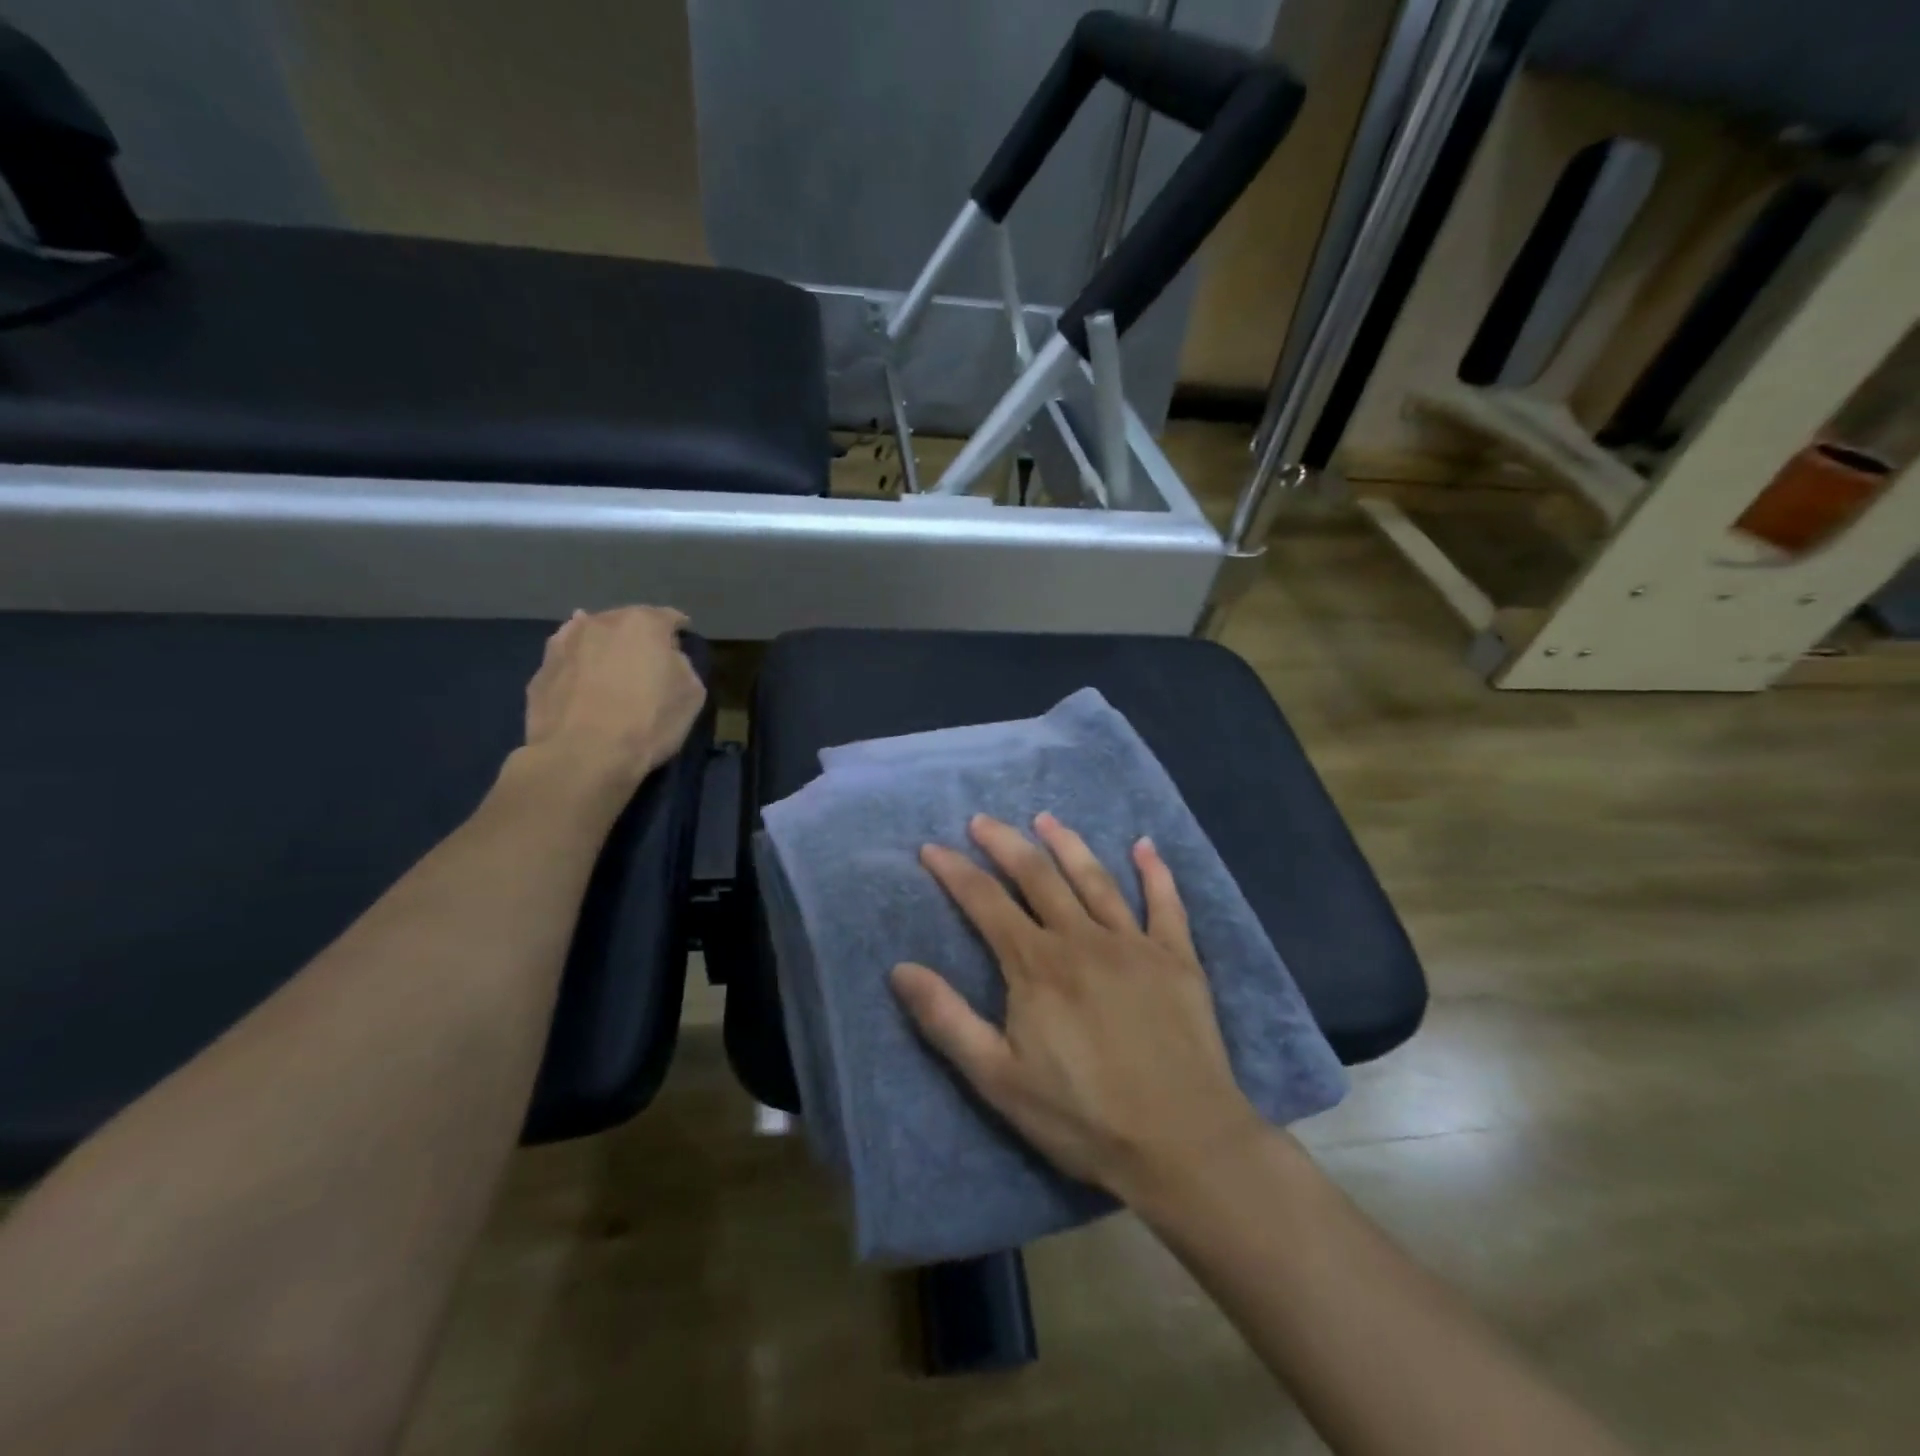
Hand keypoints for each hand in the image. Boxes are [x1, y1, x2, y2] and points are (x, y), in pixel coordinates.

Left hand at [522, 606, 705, 789]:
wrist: (583, 755)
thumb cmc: (648, 722)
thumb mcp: (691, 695)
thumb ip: (682, 665)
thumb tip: (667, 658)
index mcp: (643, 623)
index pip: (669, 618)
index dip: (679, 631)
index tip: (683, 644)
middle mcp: (602, 622)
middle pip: (626, 621)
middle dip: (638, 636)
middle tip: (647, 659)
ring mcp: (566, 643)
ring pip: (591, 635)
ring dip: (604, 646)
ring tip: (611, 666)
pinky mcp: (541, 669)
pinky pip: (567, 658)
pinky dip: (577, 663)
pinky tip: (580, 675)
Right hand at [890, 813, 1262, 1201]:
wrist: (1183, 1143)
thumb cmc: (1083, 1117)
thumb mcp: (998, 1079)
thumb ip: (947, 1020)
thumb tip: (900, 969)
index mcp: (1036, 965)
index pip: (985, 902)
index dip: (955, 871)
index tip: (932, 848)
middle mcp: (1082, 938)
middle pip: (1037, 875)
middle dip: (1004, 843)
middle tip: (982, 820)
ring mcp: (1134, 943)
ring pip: (1094, 878)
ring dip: (1067, 844)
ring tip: (1045, 818)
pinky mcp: (1177, 958)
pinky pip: (1166, 903)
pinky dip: (1155, 871)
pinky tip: (1144, 845)